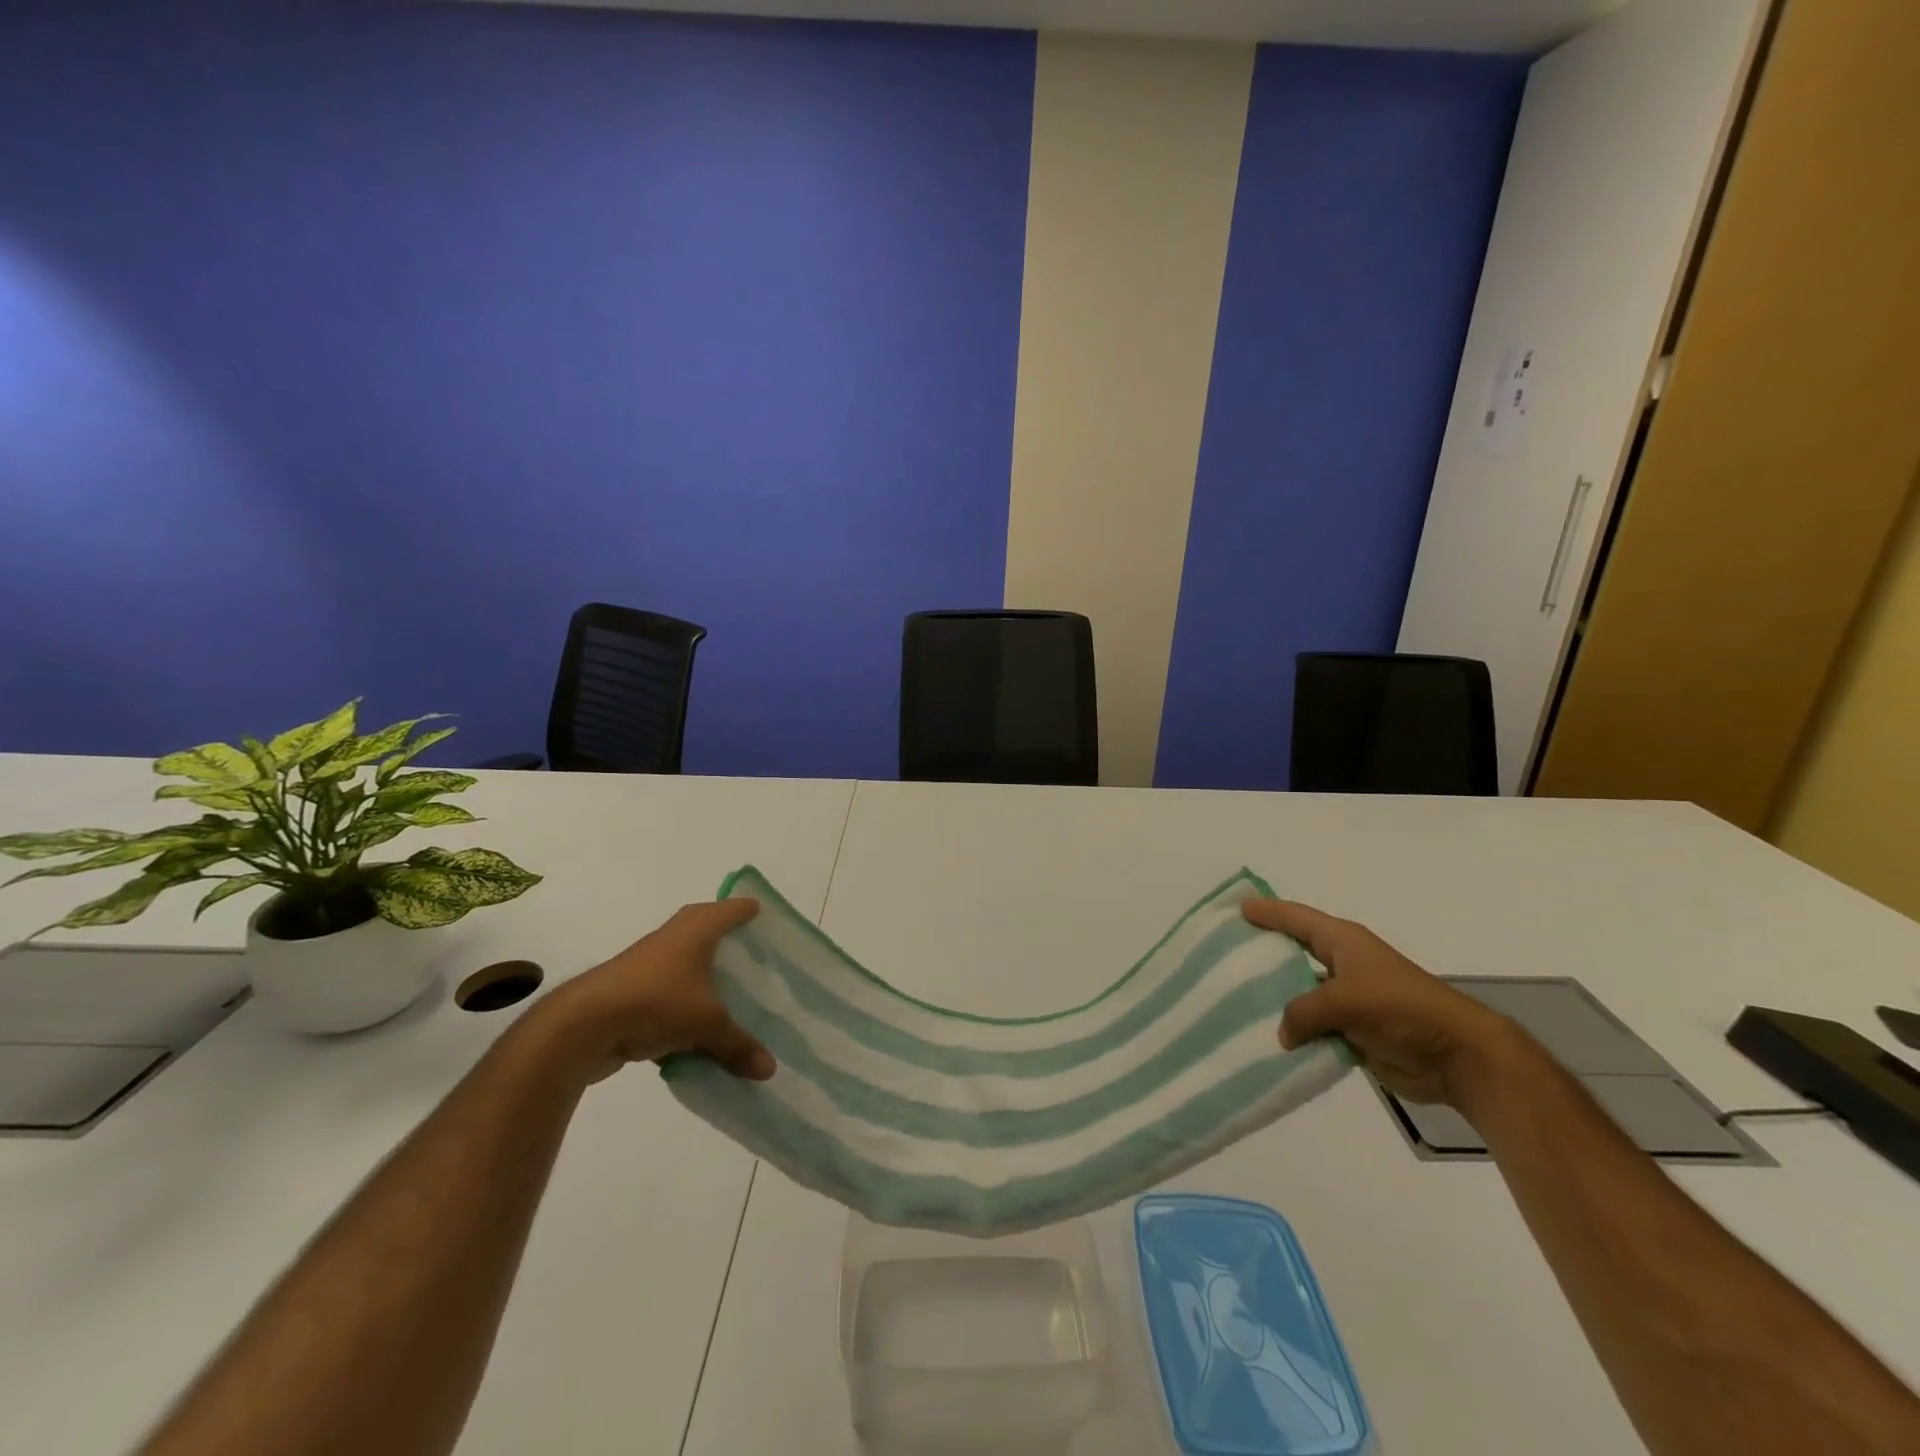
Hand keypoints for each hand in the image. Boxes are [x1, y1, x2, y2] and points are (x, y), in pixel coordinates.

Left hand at [528, 899, 775, 1086]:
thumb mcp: (707, 1025)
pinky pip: (670, 993)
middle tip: (753, 954)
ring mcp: (648, 964)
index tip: (766, 916)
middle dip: (728, 939)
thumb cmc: (656, 1002)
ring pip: (686, 963)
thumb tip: (770, 1070)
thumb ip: (739, 1045)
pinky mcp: (631, 992)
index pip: (731, 909)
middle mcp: (673, 938)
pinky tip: (698, 1029)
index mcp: (697, 929)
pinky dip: (685, 1004)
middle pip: (706, 929)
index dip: (749, 911)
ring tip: (731, 992)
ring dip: (704, 975)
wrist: (583, 1026)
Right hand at [1243, 899, 1517, 1109]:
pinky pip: (1313, 1026)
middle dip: (1263, 953)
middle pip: (1294, 953)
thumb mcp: (1345, 1000)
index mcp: (1343, 942)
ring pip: (1300, 993)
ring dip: (1276, 999)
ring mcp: (1348, 999)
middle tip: (1225, 954)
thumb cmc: (1401, 1009)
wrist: (1458, 1056)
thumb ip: (1302, 1011)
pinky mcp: (1354, 1031)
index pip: (1296, 918)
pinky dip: (1294, 1031)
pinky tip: (1267, 1037)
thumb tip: (1283, 1034)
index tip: (1236, 909)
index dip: (1267, 911)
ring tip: (1235, 999)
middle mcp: (1342, 964)